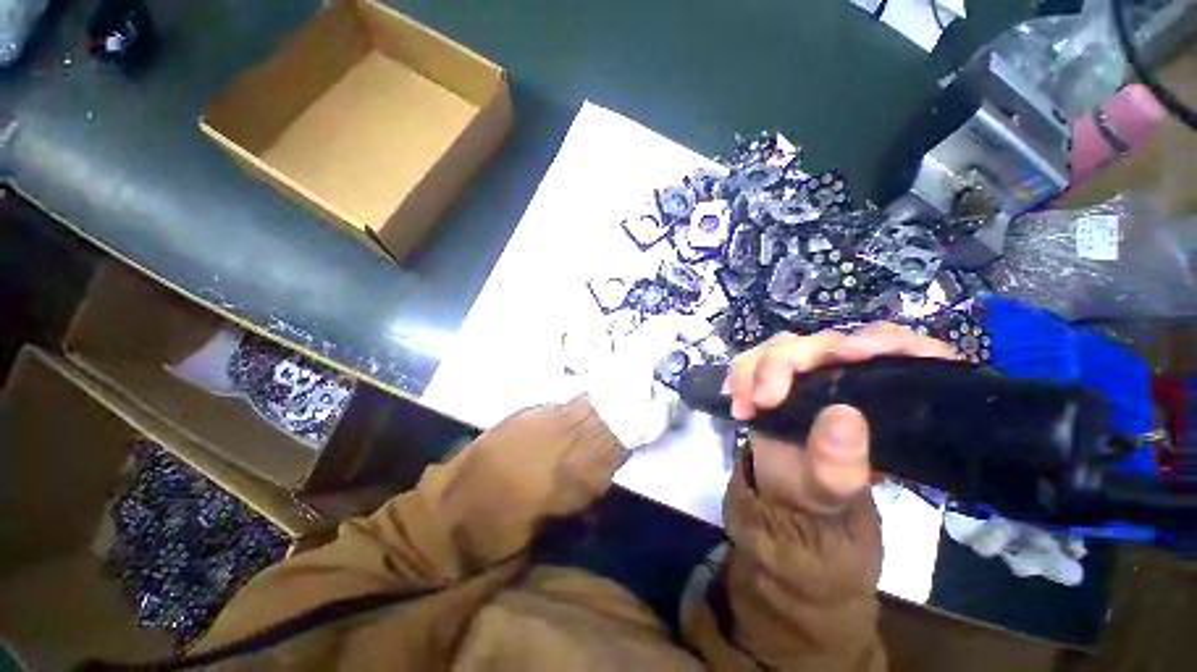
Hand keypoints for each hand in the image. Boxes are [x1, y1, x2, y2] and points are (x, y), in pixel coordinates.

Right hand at [728, 323, 956, 513]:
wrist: (780, 487)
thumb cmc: (818, 486)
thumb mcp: (834, 485)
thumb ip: (841, 460)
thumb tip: (843, 415)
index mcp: (886, 396)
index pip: (904, 350)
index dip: (882, 341)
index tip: (847, 355)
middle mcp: (849, 373)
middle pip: (825, 342)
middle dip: (787, 362)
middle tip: (764, 400)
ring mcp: (809, 368)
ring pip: (783, 345)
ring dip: (757, 370)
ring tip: (746, 407)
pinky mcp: (775, 369)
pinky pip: (753, 357)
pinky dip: (741, 376)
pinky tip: (737, 403)